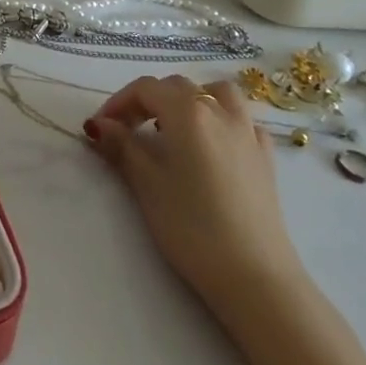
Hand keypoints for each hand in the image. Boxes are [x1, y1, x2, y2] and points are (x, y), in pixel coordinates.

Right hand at [85, 75, 304, 320]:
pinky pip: (242, 121)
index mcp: (187, 112)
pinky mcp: (266, 158)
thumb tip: (99, 125)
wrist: (255, 277)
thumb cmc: (192, 228)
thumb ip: (122, 147)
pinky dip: (223, 121)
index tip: (100, 128)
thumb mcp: (147, 185)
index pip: (145, 88)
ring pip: (217, 93)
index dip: (118, 102)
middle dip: (148, 101)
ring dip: (191, 100)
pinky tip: (213, 146)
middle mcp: (220, 111)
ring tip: (174, 127)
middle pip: (177, 87)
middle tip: (128, 131)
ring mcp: (248, 133)